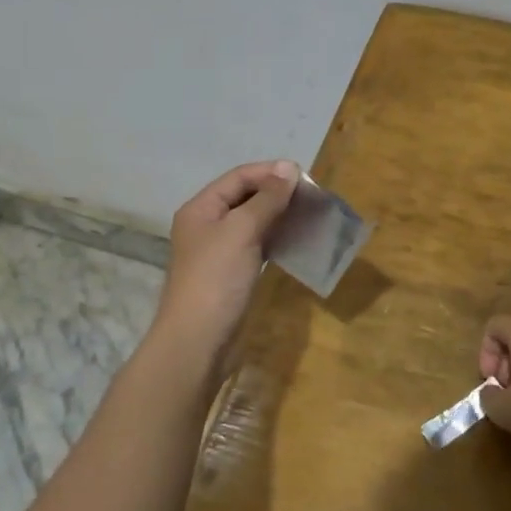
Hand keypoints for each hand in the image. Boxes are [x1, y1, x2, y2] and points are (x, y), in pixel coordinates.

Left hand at [151, 160, 300, 366]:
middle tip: (313, 197)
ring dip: (279, 216)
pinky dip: (277, 239)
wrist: (198, 342)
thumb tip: (289, 167)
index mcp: (201, 208)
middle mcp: (207, 225)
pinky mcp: (233, 274)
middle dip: (277, 193)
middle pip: (245, 197)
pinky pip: (257, 245)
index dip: (270, 172)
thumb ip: (266, 199)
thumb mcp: (242, 231)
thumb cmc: (216, 279)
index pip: (238, 177)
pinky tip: (297, 240)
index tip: (305, 176)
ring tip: (310, 215)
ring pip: (253, 222)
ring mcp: (220, 251)